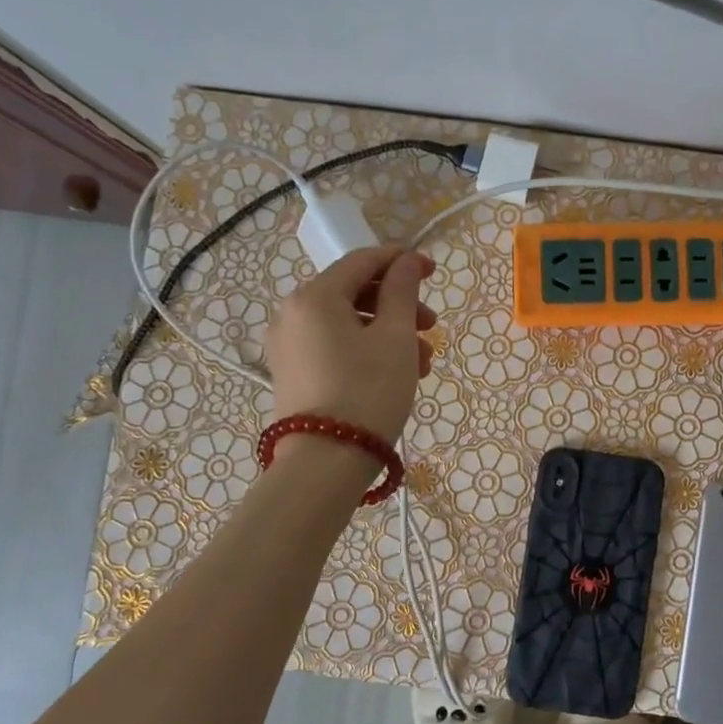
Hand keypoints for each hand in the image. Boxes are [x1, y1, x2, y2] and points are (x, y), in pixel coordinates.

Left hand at [267, 245, 437, 442]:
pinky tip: (397, 374)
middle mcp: (292, 314)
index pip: (361, 261)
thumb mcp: (395, 337)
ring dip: (389, 333)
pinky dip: (367, 350)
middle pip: (354, 293)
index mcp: (314, 296)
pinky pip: (334, 347)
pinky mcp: (292, 374)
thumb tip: (408, 261)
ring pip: (348, 324)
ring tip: (423, 363)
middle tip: (432, 327)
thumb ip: (402, 291)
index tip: (433, 270)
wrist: (325, 462)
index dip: (401, 261)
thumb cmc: (368, 391)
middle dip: (398, 306)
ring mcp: (288, 346)